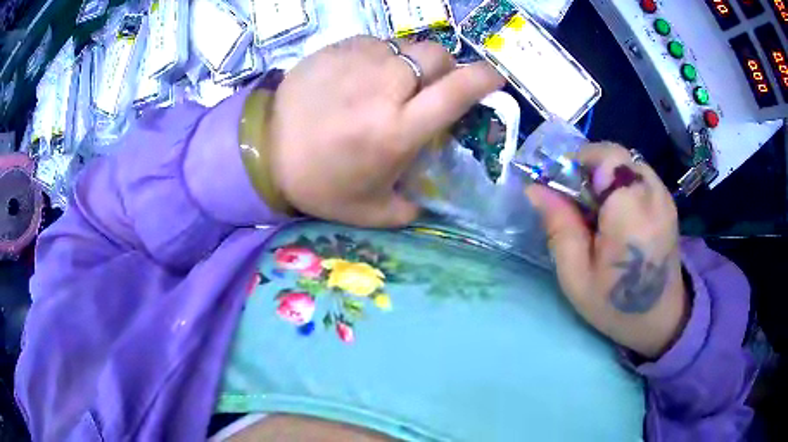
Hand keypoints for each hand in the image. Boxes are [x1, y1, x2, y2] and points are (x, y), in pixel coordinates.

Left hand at [266, 36, 503, 226]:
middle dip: (446, 69)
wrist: (263, 149)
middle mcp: (384, 87)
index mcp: (397, 129)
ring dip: (413, 63)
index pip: (458, 91)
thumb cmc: (318, 182)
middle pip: (438, 56)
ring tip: (396, 83)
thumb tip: (429, 199)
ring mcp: (359, 61)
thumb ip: (410, 207)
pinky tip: (365, 76)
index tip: (494, 79)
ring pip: (408, 46)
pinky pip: (377, 44)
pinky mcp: (338, 48)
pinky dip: (383, 58)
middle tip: (434, 87)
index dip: (485, 79)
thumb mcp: (369, 211)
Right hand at [526, 143, 688, 357]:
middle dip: (591, 170)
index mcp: (630, 212)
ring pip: (627, 163)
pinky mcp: (667, 201)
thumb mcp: (576, 276)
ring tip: (599, 212)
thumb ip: (559, 227)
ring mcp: (664, 196)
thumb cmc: (616, 305)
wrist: (661, 318)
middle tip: (579, 204)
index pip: (606, 156)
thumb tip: (534, 188)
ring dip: (607, 178)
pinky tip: (618, 215)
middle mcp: (652, 194)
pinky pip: (638, 176)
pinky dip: (622, 185)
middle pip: (616, 156)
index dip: (580, 162)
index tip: (564, 188)